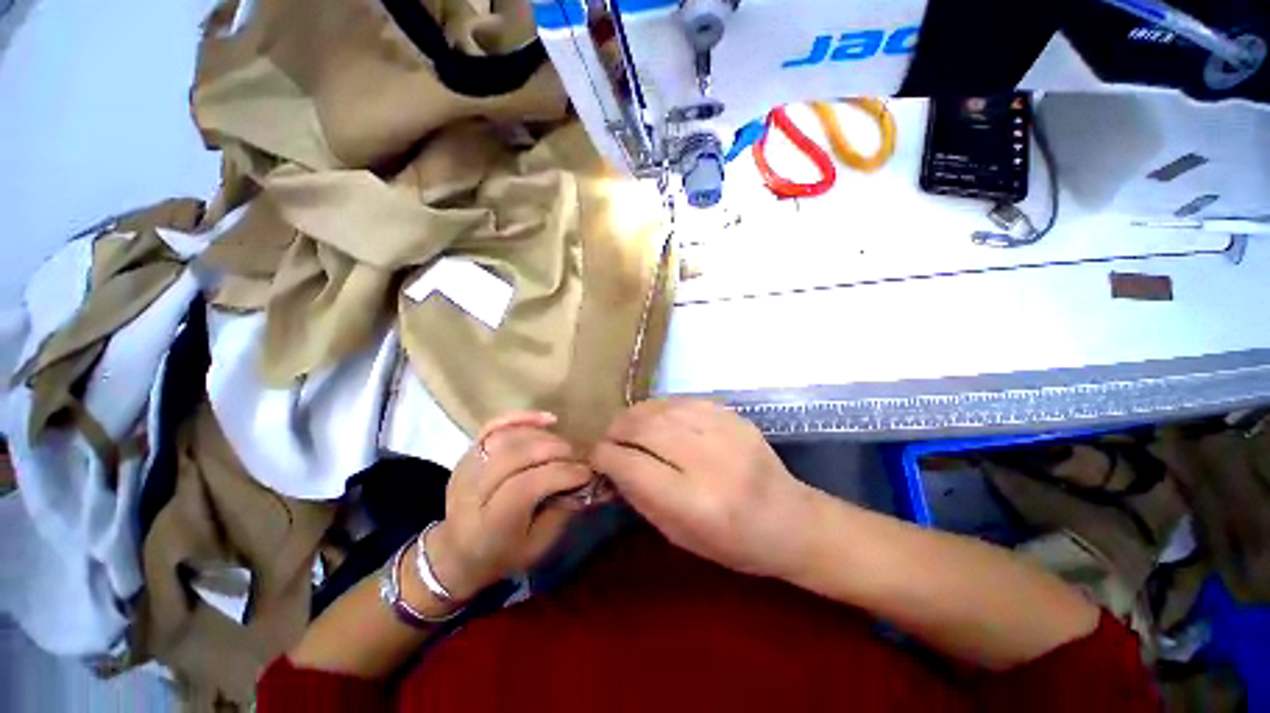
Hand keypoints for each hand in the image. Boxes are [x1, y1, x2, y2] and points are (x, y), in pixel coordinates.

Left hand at [424, 413, 593, 601]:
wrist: (457, 552)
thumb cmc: (503, 555)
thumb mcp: (538, 547)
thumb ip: (562, 511)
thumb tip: (584, 478)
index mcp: (489, 524)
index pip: (526, 486)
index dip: (561, 474)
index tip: (586, 472)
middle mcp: (472, 491)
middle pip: (516, 455)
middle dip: (556, 451)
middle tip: (579, 456)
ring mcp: (466, 467)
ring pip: (509, 437)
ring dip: (544, 437)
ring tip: (565, 446)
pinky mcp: (468, 453)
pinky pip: (494, 425)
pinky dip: (522, 417)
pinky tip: (547, 420)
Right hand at [590, 399, 818, 579]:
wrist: (791, 521)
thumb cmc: (734, 544)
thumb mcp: (680, 536)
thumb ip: (642, 497)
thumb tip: (613, 465)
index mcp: (696, 502)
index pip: (634, 466)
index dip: (606, 457)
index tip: (595, 456)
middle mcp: (710, 460)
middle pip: (646, 429)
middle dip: (617, 430)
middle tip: (608, 437)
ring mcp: (726, 432)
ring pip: (663, 409)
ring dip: (636, 414)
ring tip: (626, 425)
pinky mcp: (734, 416)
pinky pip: (685, 401)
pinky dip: (661, 406)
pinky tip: (655, 416)